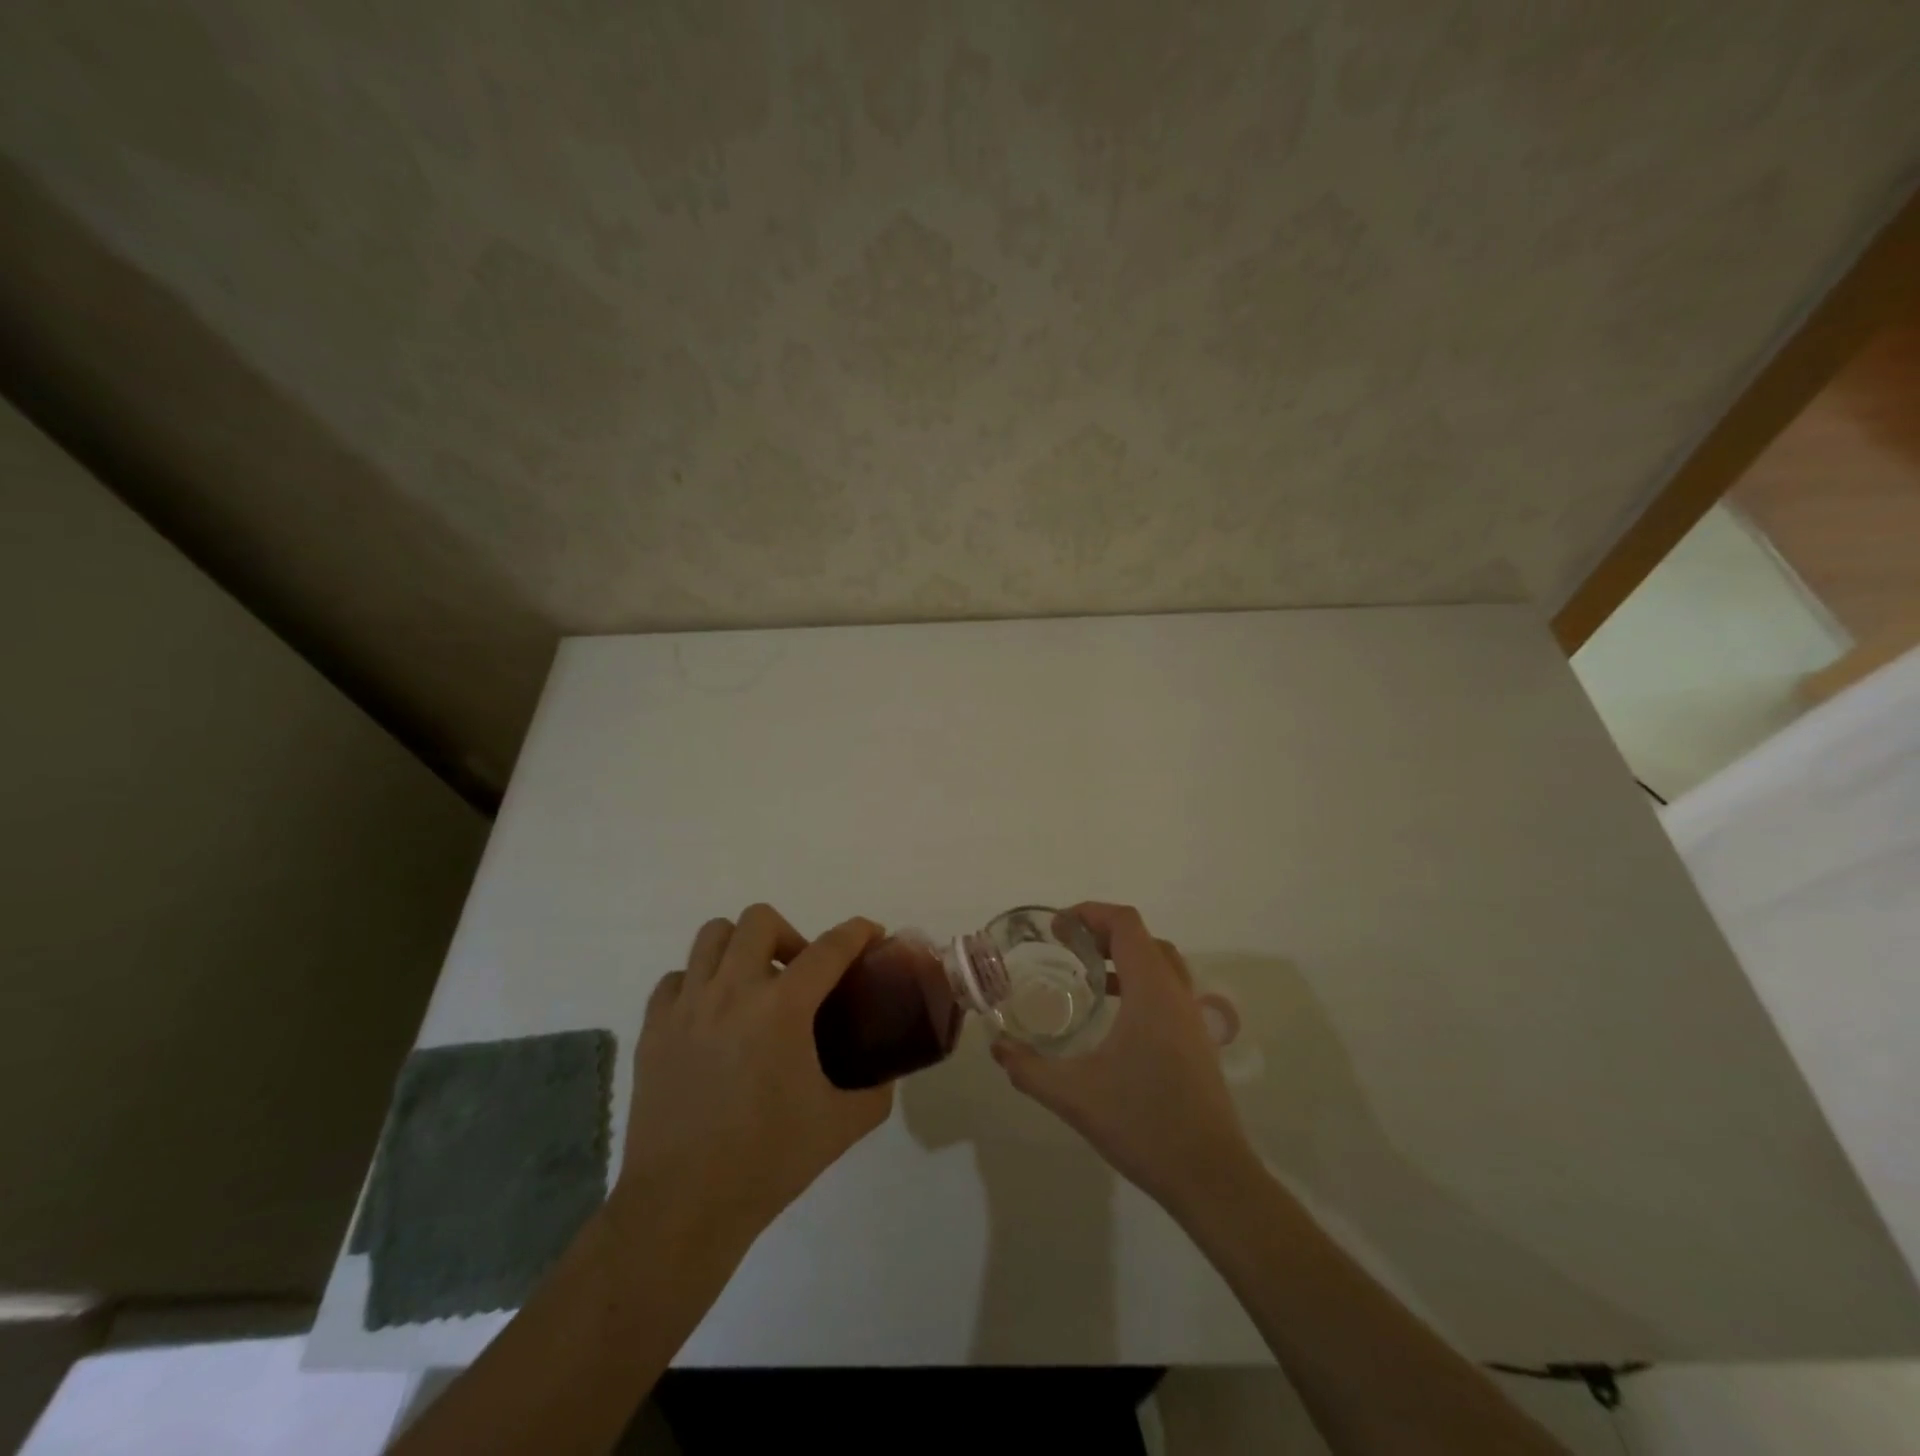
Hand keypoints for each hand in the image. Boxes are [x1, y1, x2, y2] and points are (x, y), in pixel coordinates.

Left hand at [615, 905, 889, 1249]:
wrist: (682, 1207)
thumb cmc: (767, 1162)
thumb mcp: (840, 1126)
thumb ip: (875, 1093)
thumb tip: (886, 1075)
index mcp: (782, 1008)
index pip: (830, 948)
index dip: (857, 932)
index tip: (871, 933)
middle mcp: (732, 991)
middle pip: (760, 920)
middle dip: (790, 935)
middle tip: (800, 974)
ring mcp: (686, 1006)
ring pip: (712, 936)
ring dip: (741, 948)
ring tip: (753, 985)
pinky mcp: (653, 1028)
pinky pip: (676, 979)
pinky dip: (698, 982)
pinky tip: (711, 1015)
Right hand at [993, 902, 1260, 1216]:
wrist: (1212, 1177)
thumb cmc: (1144, 1124)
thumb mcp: (1074, 1096)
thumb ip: (1029, 1069)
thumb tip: (997, 1048)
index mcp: (1151, 991)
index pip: (1126, 924)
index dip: (1090, 913)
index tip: (1057, 927)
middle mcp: (1176, 993)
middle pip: (1143, 938)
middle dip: (1103, 931)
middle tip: (1067, 946)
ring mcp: (1192, 1017)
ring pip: (1160, 963)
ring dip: (1124, 955)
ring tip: (1088, 973)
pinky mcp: (1198, 1041)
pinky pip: (1168, 989)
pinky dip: (1140, 982)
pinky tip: (1114, 1014)